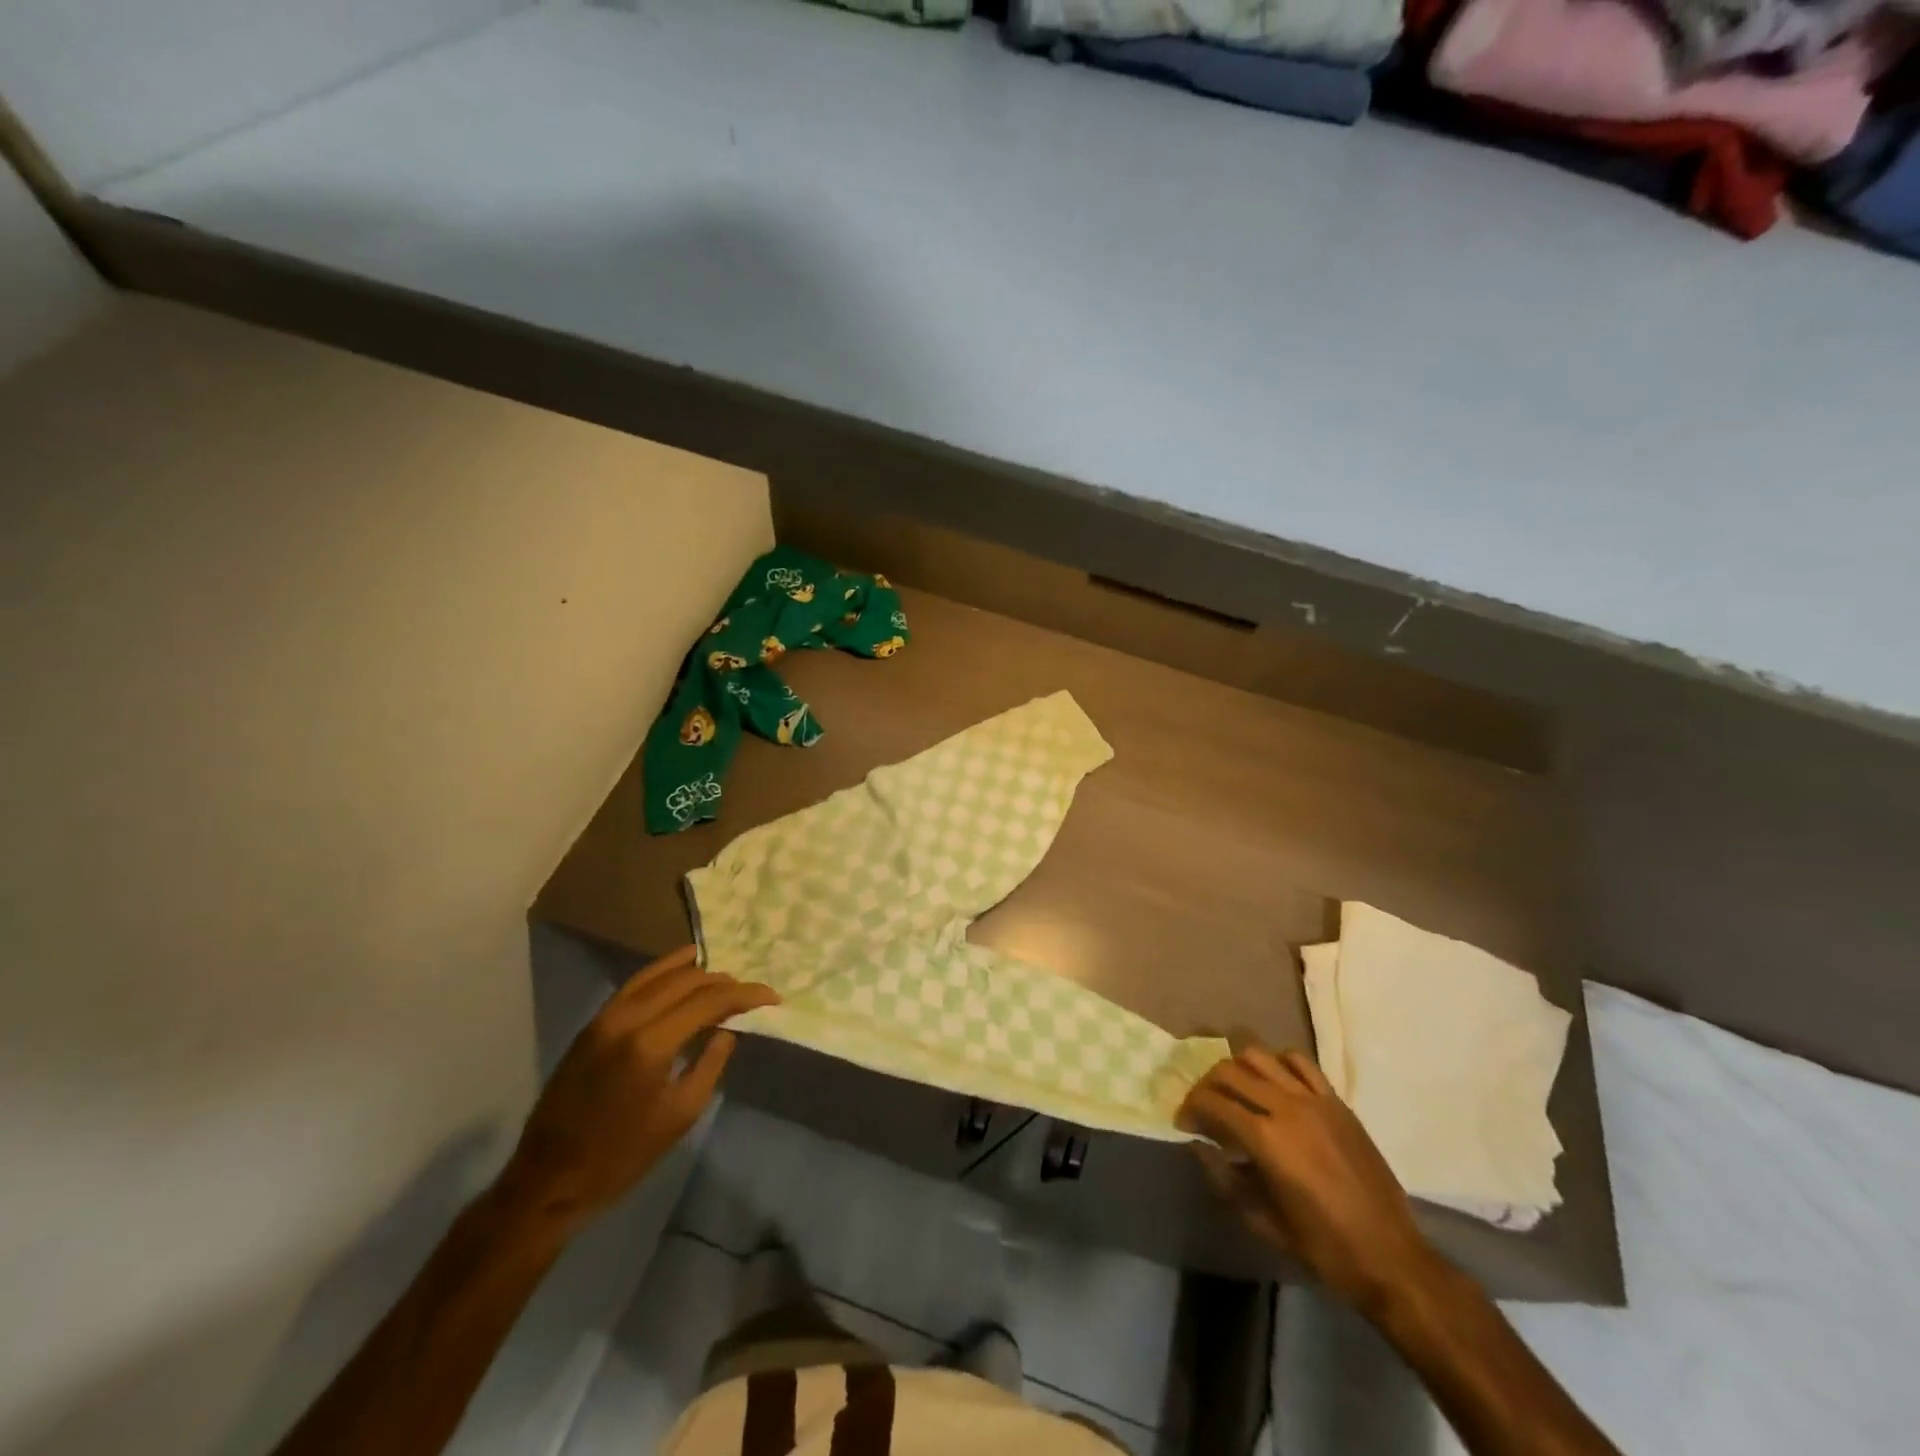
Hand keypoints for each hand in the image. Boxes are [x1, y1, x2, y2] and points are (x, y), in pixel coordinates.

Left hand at [500, 946, 778, 1228]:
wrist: (550, 1180)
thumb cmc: (622, 1156)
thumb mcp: (681, 1115)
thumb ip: (711, 1063)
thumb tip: (728, 1029)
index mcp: (650, 1044)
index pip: (709, 1001)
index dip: (745, 994)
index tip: (772, 997)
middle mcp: (627, 1018)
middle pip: (686, 980)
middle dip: (724, 981)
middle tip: (749, 993)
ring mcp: (605, 1017)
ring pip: (659, 974)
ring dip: (695, 972)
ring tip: (723, 978)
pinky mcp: (593, 1023)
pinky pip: (636, 984)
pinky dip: (664, 974)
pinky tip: (682, 975)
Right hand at [1179, 1045, 1439, 1313]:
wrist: (1391, 1257)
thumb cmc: (1323, 1247)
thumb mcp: (1263, 1221)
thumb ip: (1224, 1179)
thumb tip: (1199, 1146)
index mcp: (1266, 1139)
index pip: (1212, 1102)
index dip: (1190, 1108)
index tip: (1184, 1123)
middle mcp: (1286, 1107)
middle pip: (1229, 1071)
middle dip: (1206, 1085)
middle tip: (1203, 1107)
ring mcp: (1314, 1100)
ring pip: (1260, 1057)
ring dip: (1237, 1068)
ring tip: (1235, 1091)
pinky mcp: (1336, 1102)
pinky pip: (1300, 1062)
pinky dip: (1277, 1063)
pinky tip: (1273, 1084)